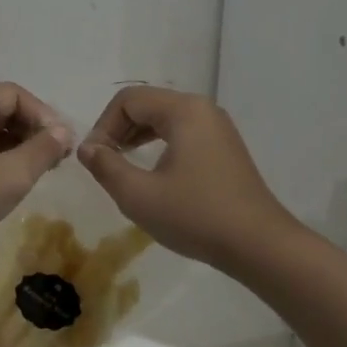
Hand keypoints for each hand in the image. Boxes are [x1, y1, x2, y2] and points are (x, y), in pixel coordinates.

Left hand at [0, 83, 72, 259]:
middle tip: (57, 157)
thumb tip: (64, 131)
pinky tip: (16, 179)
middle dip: (33, 129)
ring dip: (20, 144)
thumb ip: (42, 149)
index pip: (15, 94)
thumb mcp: (12, 175)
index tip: (62, 143)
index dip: (43, 114)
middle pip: (4, 108)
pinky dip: (3, 156)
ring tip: (42, 169)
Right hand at [76, 86, 297, 267]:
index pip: (128, 100)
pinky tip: (152, 172)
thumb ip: (106, 166)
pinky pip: (182, 132)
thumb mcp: (138, 195)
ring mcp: (217, 127)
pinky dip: (159, 144)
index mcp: (183, 110)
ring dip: (137, 136)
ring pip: (165, 118)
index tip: (94, 159)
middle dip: (119, 129)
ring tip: (122, 165)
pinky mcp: (225, 147)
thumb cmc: (196, 216)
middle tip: (104, 162)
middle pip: (147, 104)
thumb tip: (87, 148)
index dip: (103, 126)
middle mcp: (202, 109)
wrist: (259, 245)